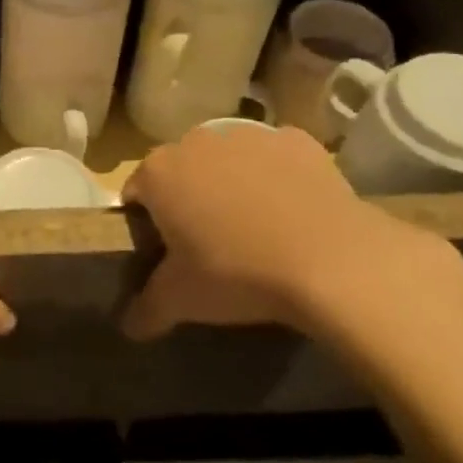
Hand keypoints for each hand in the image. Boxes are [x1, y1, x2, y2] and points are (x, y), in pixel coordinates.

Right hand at [121, 124, 453, 339]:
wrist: (334, 261)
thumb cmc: (237, 274)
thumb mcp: (181, 300)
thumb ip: (146, 310)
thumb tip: (129, 327)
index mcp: (159, 173)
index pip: (136, 192)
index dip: (146, 223)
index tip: (164, 251)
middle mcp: (197, 142)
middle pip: (181, 170)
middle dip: (188, 198)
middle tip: (208, 242)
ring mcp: (250, 135)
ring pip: (228, 159)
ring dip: (231, 183)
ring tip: (254, 228)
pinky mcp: (298, 140)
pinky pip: (275, 158)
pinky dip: (277, 177)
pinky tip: (291, 212)